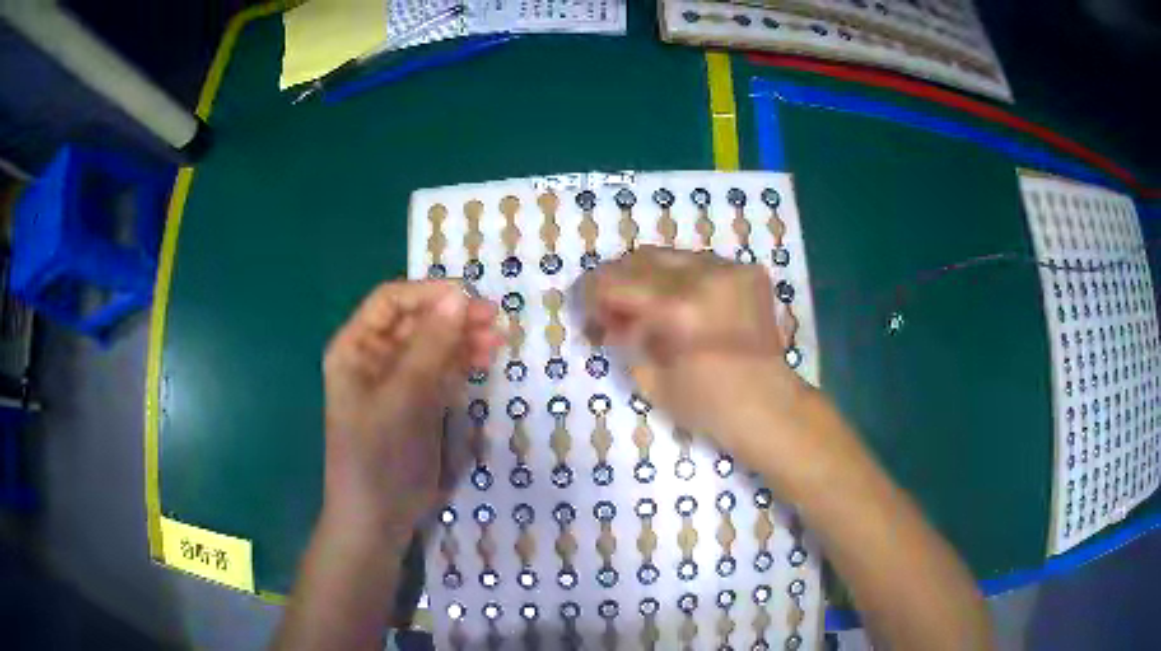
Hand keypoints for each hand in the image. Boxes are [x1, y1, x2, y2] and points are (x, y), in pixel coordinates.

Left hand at [321, 280, 501, 539]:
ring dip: (463, 339)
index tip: (469, 298)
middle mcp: (373, 358)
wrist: (379, 518)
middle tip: (495, 320)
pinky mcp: (417, 403)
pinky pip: (441, 372)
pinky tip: (485, 360)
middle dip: (452, 318)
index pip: (391, 302)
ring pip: (433, 346)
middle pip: (416, 322)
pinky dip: (462, 364)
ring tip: (498, 341)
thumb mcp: (403, 398)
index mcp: (355, 348)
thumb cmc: (379, 456)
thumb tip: (459, 298)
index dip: (428, 294)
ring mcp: (397, 382)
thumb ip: (431, 347)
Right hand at [581, 246, 807, 445]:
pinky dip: (683, 280)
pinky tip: (687, 306)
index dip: (592, 294)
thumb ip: (624, 338)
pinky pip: (700, 264)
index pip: (615, 281)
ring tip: (651, 307)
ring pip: (671, 256)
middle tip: (615, 309)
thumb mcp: (651, 379)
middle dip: (619, 280)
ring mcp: (730, 270)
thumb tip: (609, 318)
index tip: (589, 311)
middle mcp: (704, 276)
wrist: (770, 406)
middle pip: (641, 258)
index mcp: (677, 309)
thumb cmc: (708, 406)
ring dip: (651, 277)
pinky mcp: (748, 272)